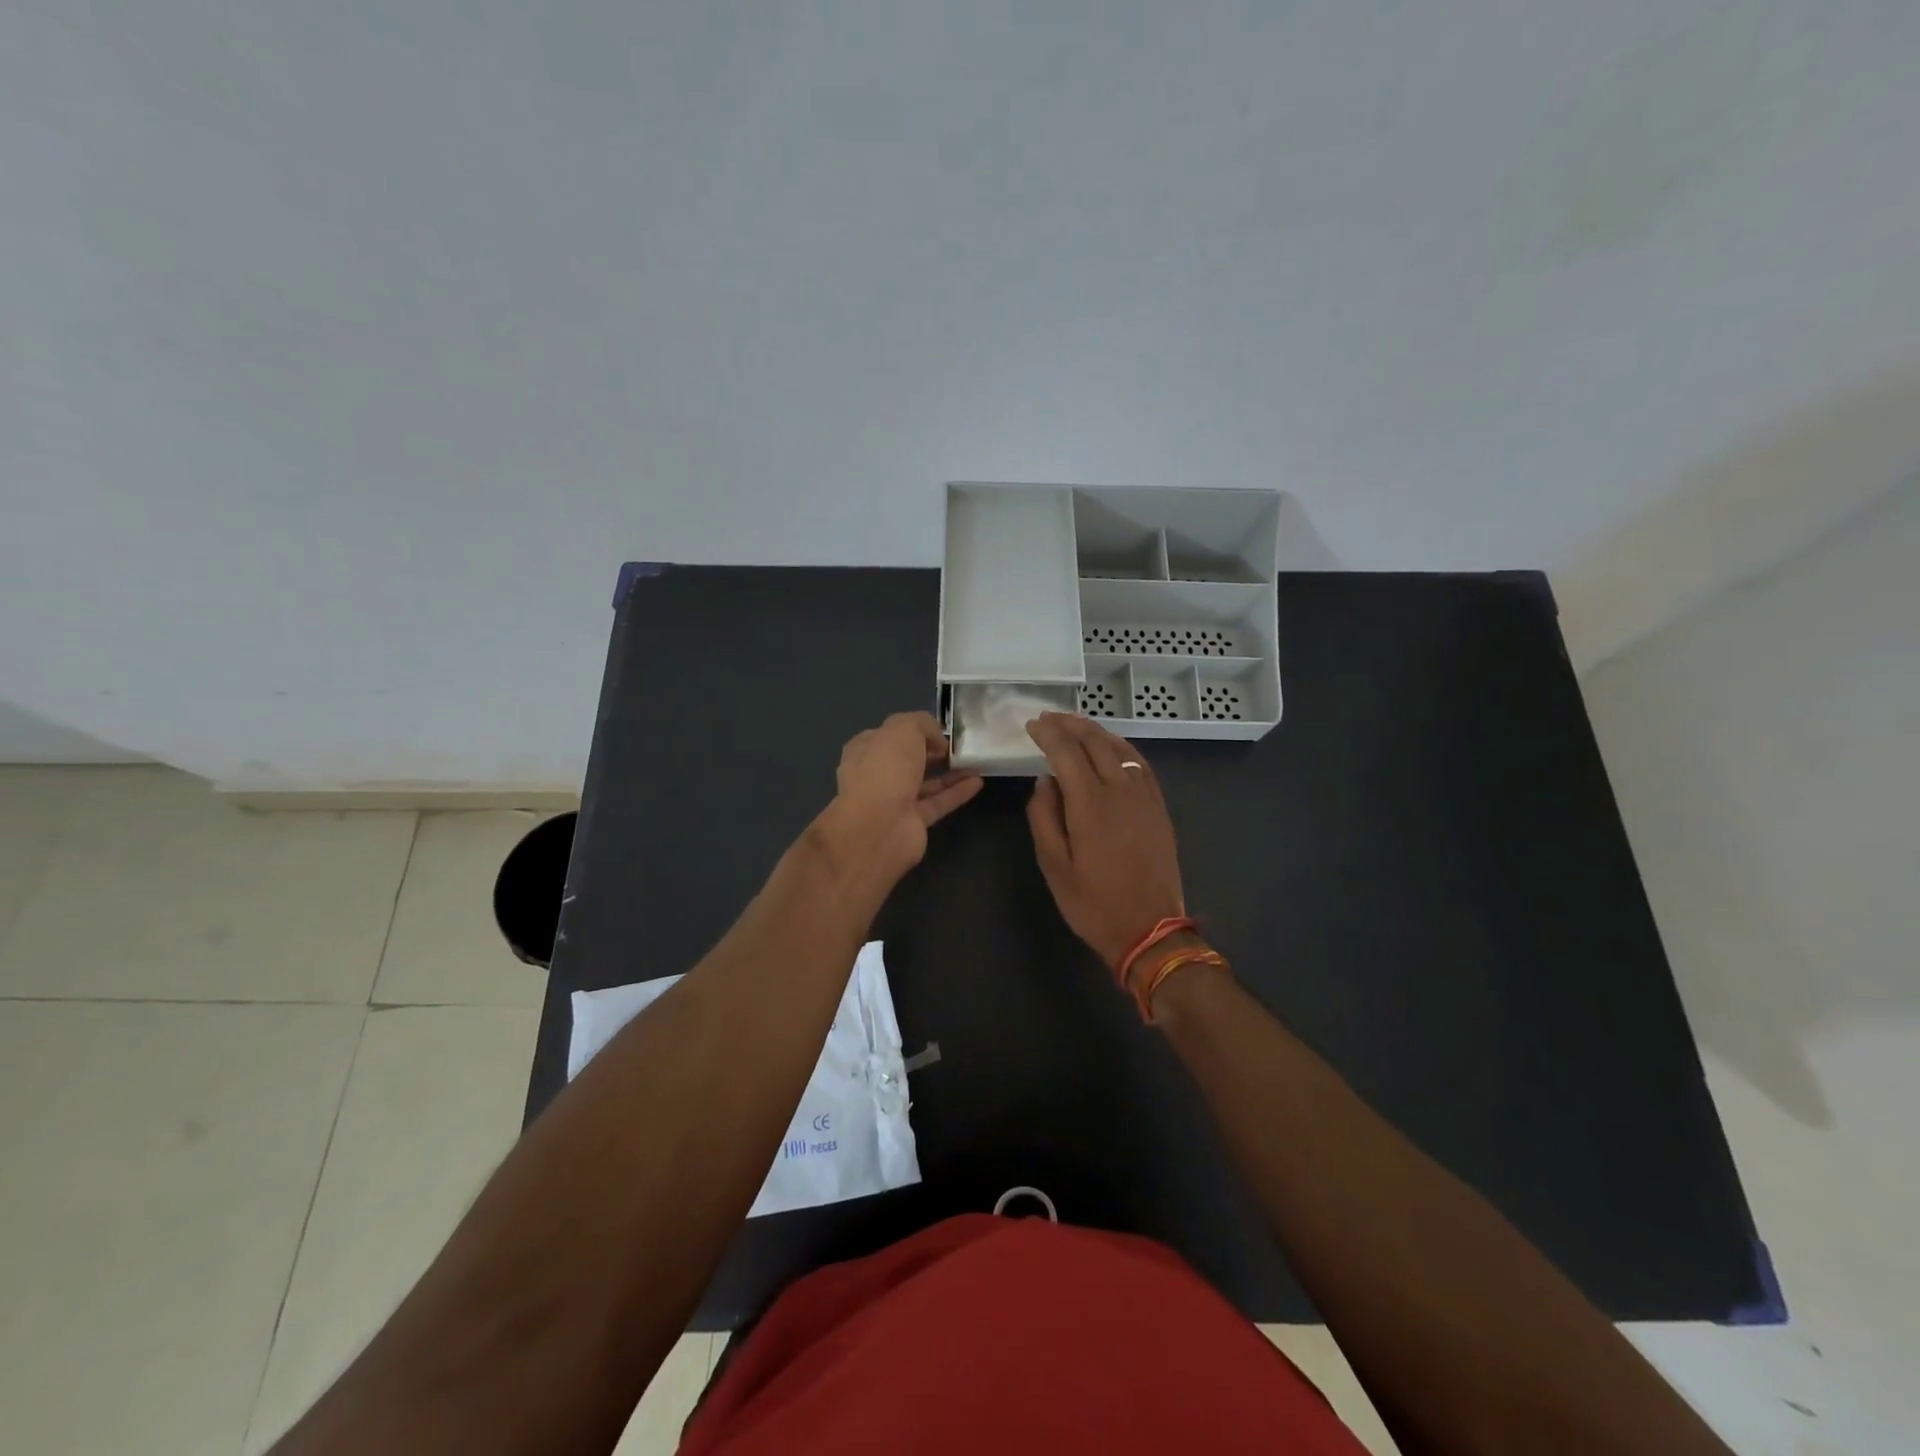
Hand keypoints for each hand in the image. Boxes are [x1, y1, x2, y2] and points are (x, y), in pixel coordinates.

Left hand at [824, 711, 982, 880]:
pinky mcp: (913, 822)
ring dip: (949, 772)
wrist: (879, 827)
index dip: (913, 730)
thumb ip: (922, 724)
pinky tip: (977, 781)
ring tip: (974, 762)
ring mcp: (894, 801)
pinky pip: (938, 803)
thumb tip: (937, 740)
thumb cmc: (885, 769)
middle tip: (958, 746)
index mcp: (865, 750)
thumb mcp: (904, 729)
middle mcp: (876, 775)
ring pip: (925, 782)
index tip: (939, 730)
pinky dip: (957, 792)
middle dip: (932, 752)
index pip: (888, 735)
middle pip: (908, 760)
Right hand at [1024, 713, 1187, 977]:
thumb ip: (1044, 817)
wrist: (1150, 929)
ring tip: (1076, 725)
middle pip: (1095, 742)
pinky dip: (1122, 747)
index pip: (1065, 752)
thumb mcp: (1054, 865)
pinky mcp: (1159, 807)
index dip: (1047, 734)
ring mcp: (1144, 797)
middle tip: (1049, 718)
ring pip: (1120, 748)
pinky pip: (1141, 764)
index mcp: (1089, 804)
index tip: (1031, 725)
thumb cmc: (1093, 902)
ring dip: (1096, 731)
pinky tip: (1113, 747)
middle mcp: (1120, 790)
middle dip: (1070, 724)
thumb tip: (1045, 781)